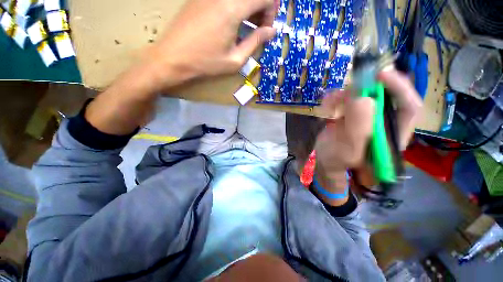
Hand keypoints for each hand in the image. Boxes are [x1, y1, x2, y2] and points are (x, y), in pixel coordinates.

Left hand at [146, 0, 277, 90]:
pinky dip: (236, 7)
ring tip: (246, 28)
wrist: (173, 57)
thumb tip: (271, 31)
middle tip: (258, 29)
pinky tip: (232, 23)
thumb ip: (255, 42)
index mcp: (233, 8)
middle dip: (262, 9)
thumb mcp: (235, 59)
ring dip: (249, 8)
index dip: (271, 11)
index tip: (266, 30)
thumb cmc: (206, 63)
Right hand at [313, 68, 421, 205]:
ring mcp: (366, 117)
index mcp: (392, 135)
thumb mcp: (348, 150)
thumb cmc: (337, 163)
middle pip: (384, 95)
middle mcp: (383, 123)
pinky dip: (336, 99)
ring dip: (345, 95)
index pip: (408, 106)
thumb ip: (358, 127)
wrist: (326, 163)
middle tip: (347, 88)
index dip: (398, 87)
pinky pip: (347, 99)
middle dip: (365, 88)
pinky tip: (327, 107)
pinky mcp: (352, 115)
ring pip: (363, 95)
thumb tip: (363, 97)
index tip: (378, 75)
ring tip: (329, 104)